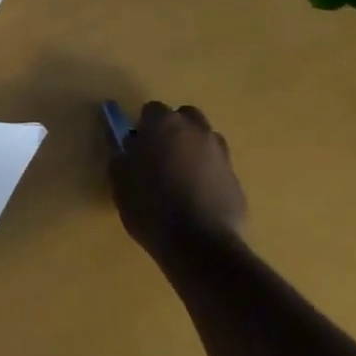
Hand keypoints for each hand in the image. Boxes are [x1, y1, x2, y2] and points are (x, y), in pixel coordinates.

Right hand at [109, 101, 247, 255]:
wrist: (199, 245)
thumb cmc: (151, 206)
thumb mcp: (120, 179)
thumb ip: (122, 155)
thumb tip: (130, 147)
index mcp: (164, 122)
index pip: (151, 110)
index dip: (143, 128)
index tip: (137, 149)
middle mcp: (195, 129)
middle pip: (184, 118)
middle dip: (174, 131)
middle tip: (161, 158)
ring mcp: (220, 153)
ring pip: (205, 140)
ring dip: (194, 150)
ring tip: (182, 179)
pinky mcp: (236, 180)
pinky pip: (217, 168)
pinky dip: (209, 176)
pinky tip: (198, 200)